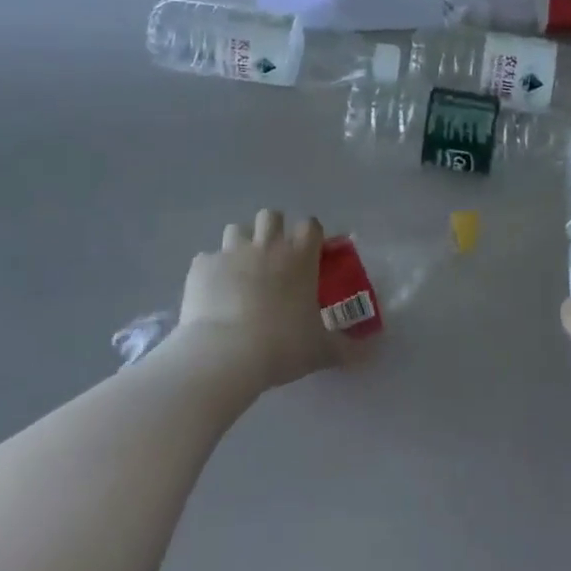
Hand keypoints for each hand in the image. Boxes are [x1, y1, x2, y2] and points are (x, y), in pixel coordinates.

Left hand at [178, 209, 348, 393]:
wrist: (224, 354)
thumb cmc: (281, 346)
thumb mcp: (321, 351)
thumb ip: (345, 349)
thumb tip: (369, 355)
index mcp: (299, 257)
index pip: (310, 225)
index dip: (310, 236)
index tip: (309, 254)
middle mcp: (266, 245)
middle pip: (271, 215)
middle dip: (273, 229)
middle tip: (273, 257)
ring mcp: (231, 252)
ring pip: (236, 229)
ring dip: (241, 244)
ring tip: (241, 270)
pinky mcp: (202, 267)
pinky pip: (207, 259)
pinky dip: (211, 272)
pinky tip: (212, 294)